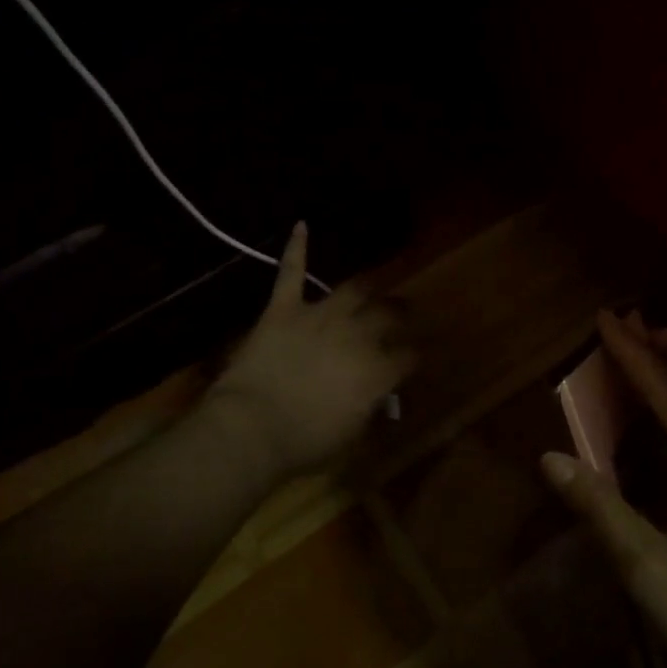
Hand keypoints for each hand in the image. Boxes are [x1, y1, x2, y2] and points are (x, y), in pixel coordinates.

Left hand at [207, 223, 411, 479]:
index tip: (414, 358)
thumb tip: (378, 396)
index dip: (413, 356)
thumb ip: (369, 408)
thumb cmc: (304, 442)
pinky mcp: (284, 308)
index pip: (408, 355)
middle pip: (387, 315)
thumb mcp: (350, 434)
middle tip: (403, 313)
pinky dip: (297, 248)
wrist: (252, 428)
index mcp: (377, 370)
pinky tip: (301, 225)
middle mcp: (357, 335)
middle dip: (400, 313)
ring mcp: (319, 316)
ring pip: (352, 290)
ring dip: (366, 287)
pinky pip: (292, 272)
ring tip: (373, 285)